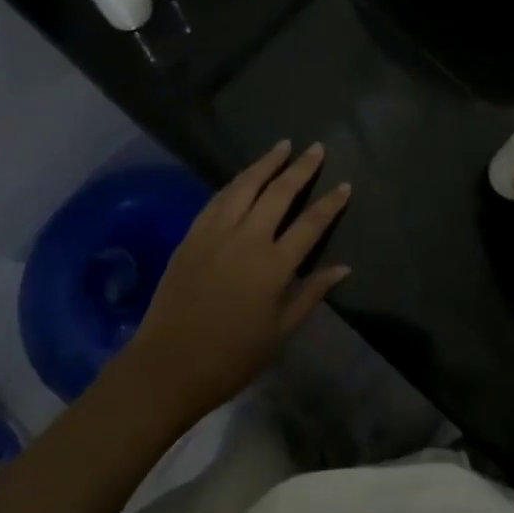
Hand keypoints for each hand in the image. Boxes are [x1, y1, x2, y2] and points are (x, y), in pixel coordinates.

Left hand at [121, 141, 350, 423]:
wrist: (168, 366)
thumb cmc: (232, 357)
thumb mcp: (281, 332)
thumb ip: (312, 293)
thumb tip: (343, 267)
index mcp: (275, 265)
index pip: (311, 223)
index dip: (331, 202)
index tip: (344, 184)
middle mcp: (248, 239)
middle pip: (280, 192)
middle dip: (301, 168)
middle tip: (316, 148)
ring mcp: (217, 233)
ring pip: (246, 185)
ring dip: (266, 163)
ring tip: (282, 146)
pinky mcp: (193, 235)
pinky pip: (218, 198)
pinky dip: (236, 181)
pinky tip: (245, 175)